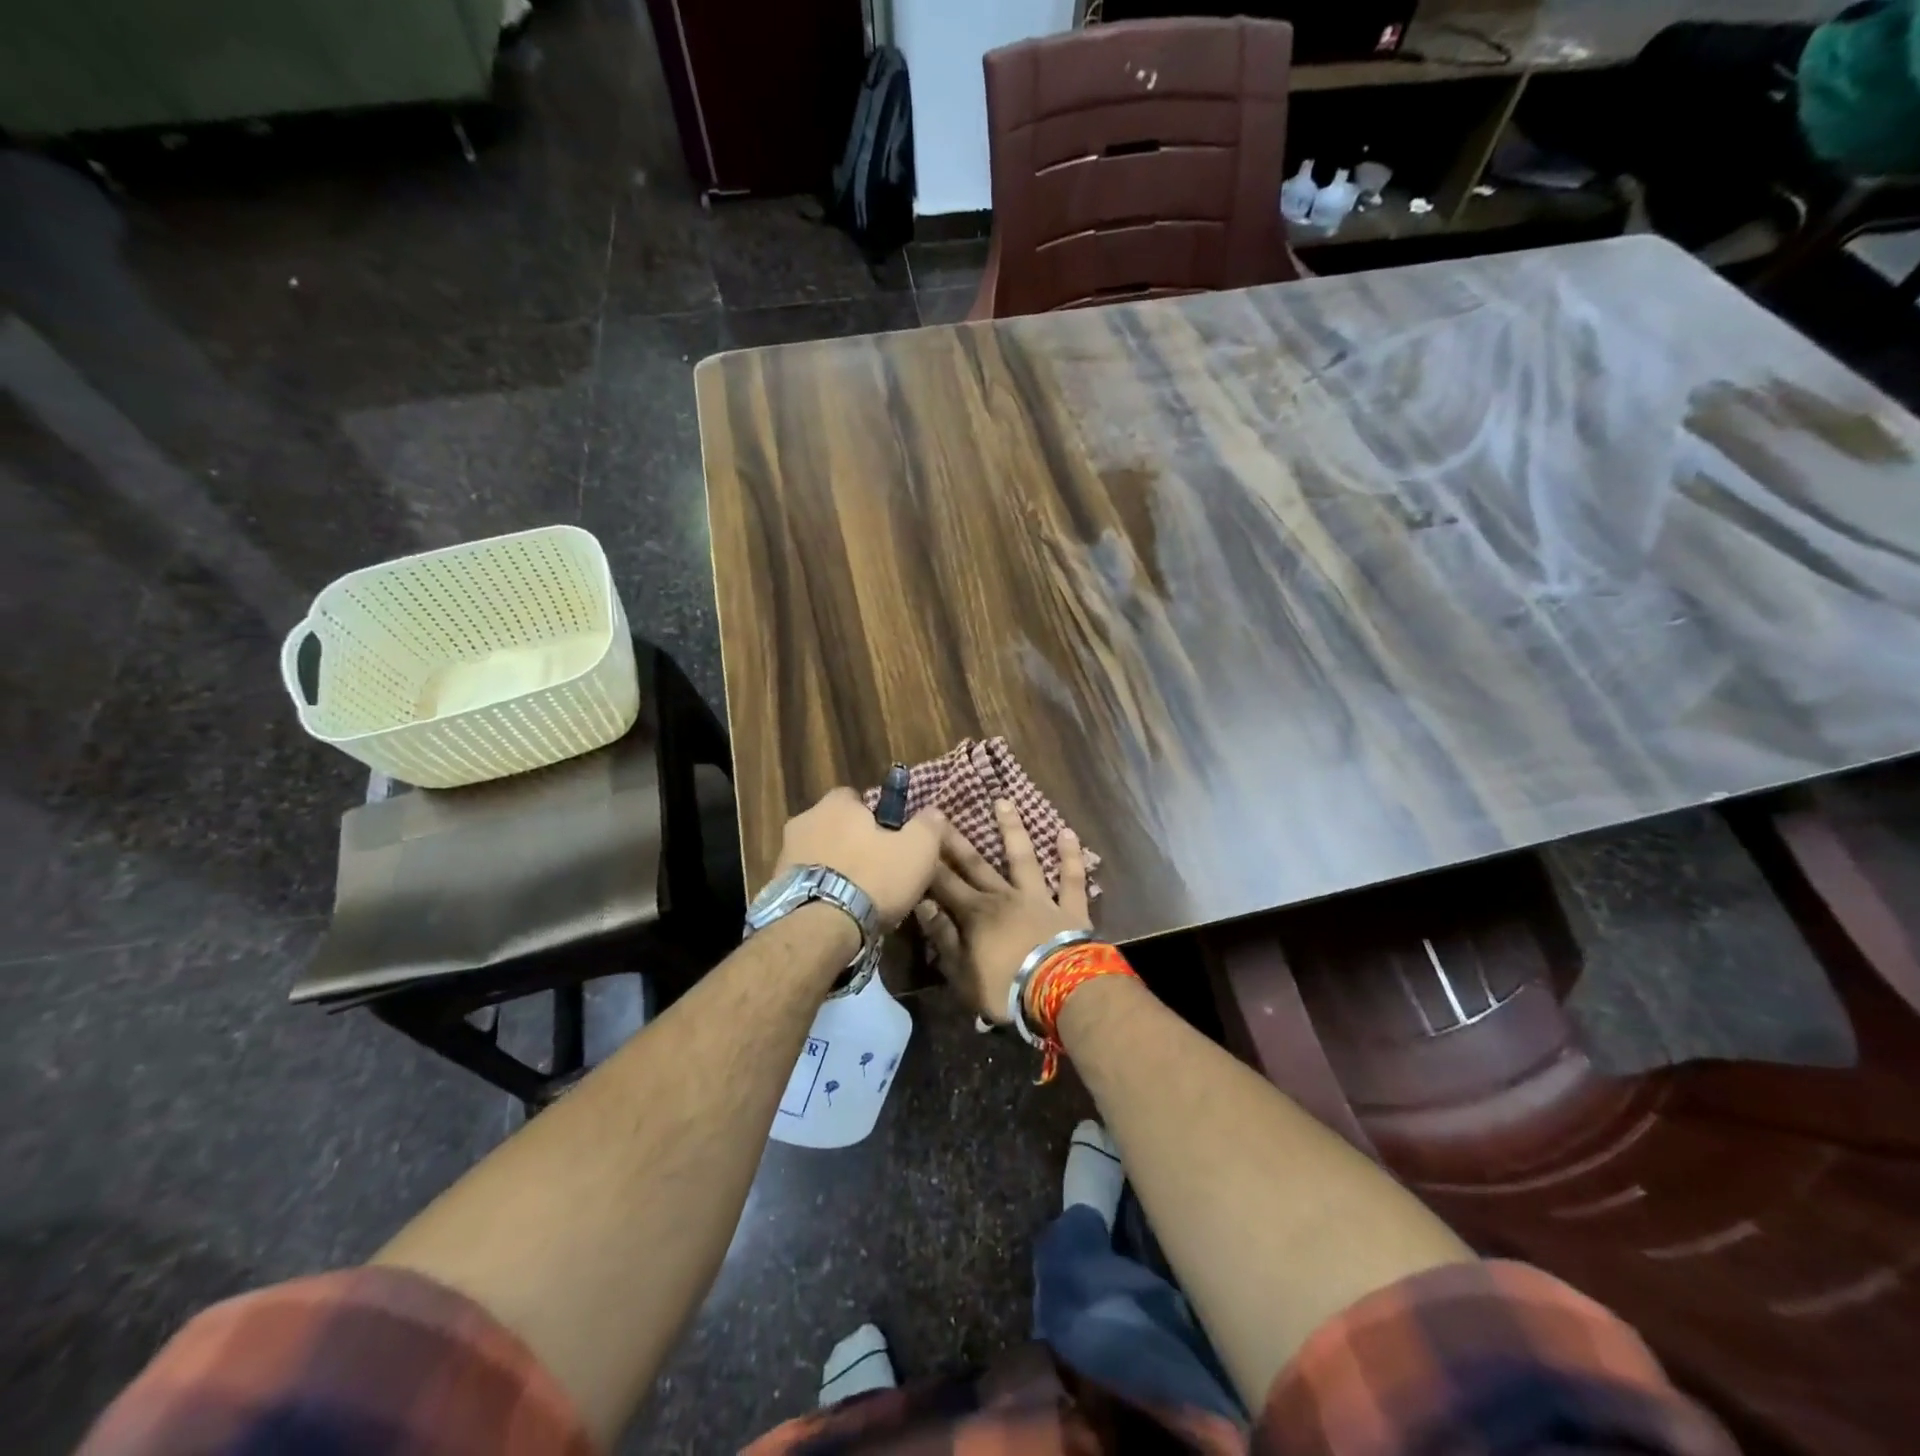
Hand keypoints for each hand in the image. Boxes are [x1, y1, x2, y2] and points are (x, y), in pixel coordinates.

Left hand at [772, 787, 947, 928]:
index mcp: (836, 804)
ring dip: (834, 867)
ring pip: (819, 854)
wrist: (819, 928)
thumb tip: (933, 813)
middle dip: (852, 842)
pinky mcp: (775, 887)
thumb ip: (928, 826)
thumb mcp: (917, 850)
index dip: (875, 816)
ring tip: (857, 896)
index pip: (856, 797)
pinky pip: (806, 881)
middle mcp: (804, 820)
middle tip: (877, 868)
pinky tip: (837, 911)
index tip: (890, 838)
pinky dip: (820, 890)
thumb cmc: (872, 878)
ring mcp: (785, 854)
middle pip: (835, 826)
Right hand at [916, 800, 1091, 1021]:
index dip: (928, 862)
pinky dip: (1070, 856)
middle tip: (941, 813)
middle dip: (956, 840)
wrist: (1060, 991)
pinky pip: (1071, 879)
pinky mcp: (1070, 908)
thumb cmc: (1005, 989)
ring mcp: (1039, 898)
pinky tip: (1067, 832)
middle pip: (976, 864)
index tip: (916, 836)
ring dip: (1013, 830)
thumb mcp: (962, 973)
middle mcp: (1005, 897)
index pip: (944, 883)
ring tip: (1004, 802)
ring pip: (1023, 858)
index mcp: (976, 915)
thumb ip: (943, 937)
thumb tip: (924, 904)